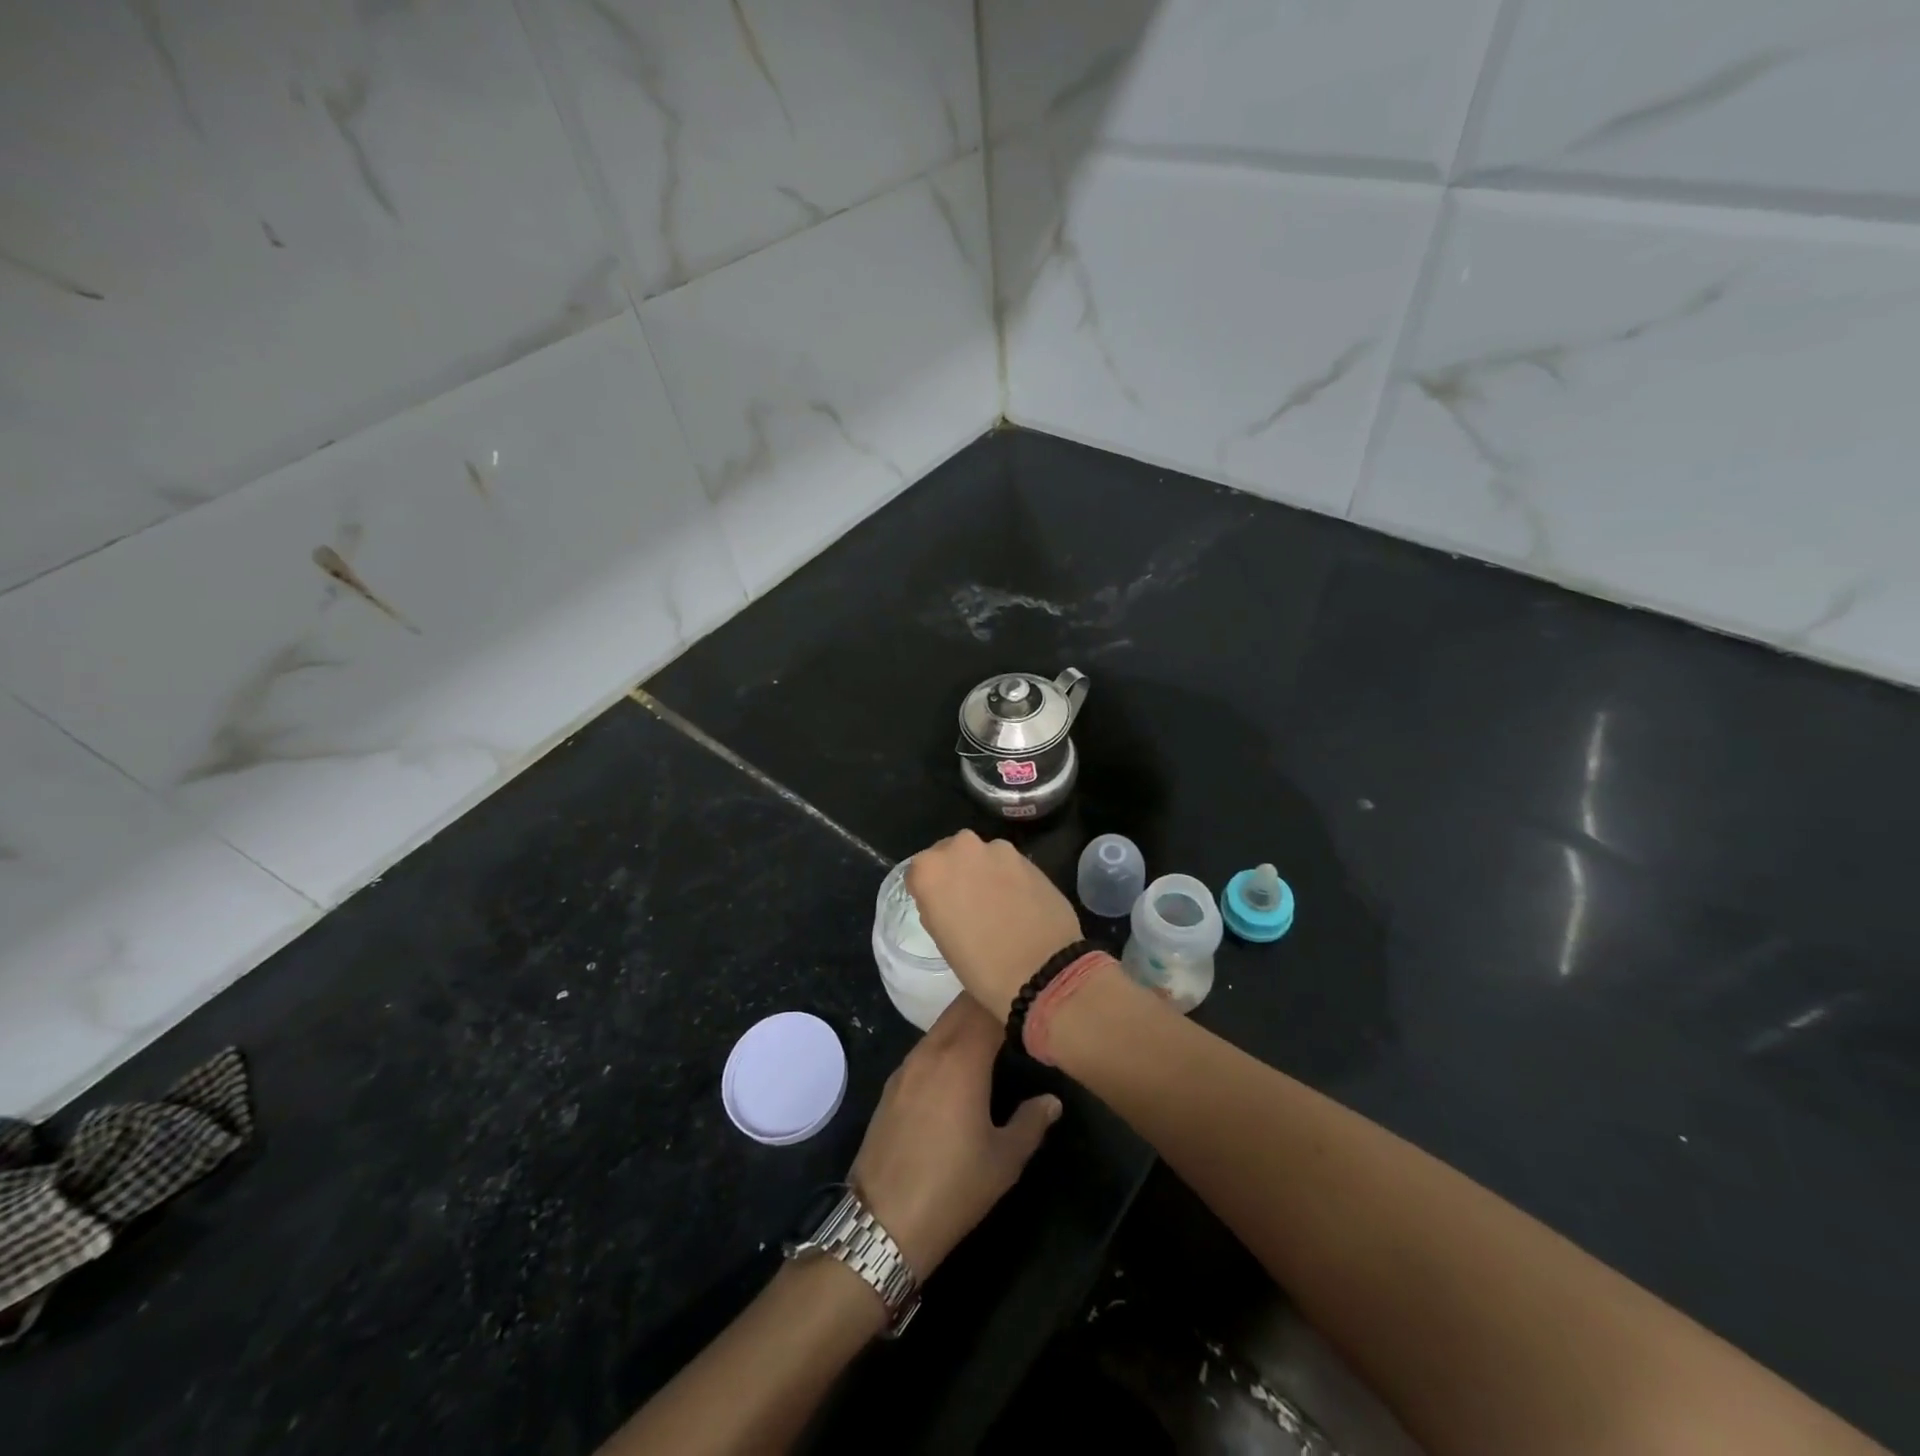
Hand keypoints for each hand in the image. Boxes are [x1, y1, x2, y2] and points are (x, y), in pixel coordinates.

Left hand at [849, 995, 1060, 1277]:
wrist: (883, 1221)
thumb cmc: (953, 1188)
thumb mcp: (1005, 1160)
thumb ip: (1032, 1122)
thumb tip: (1051, 1100)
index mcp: (963, 1058)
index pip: (988, 1007)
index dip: (1010, 1001)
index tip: (1032, 1009)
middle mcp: (932, 1049)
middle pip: (961, 1007)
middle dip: (988, 1003)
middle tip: (1016, 1016)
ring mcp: (907, 1064)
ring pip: (941, 1025)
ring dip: (965, 1023)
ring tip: (992, 1039)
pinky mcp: (892, 1084)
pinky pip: (925, 1047)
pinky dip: (946, 1044)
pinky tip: (959, 1068)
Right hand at [905, 830, 1082, 1019]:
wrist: (1043, 969)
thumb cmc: (981, 965)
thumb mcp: (942, 939)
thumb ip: (936, 906)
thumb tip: (946, 898)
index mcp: (930, 869)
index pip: (918, 872)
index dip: (928, 891)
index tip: (938, 909)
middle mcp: (961, 848)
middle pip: (949, 855)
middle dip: (955, 873)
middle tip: (966, 904)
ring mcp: (998, 850)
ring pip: (981, 857)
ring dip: (983, 873)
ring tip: (996, 905)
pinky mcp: (1027, 858)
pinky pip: (1007, 865)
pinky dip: (1008, 878)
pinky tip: (1018, 904)